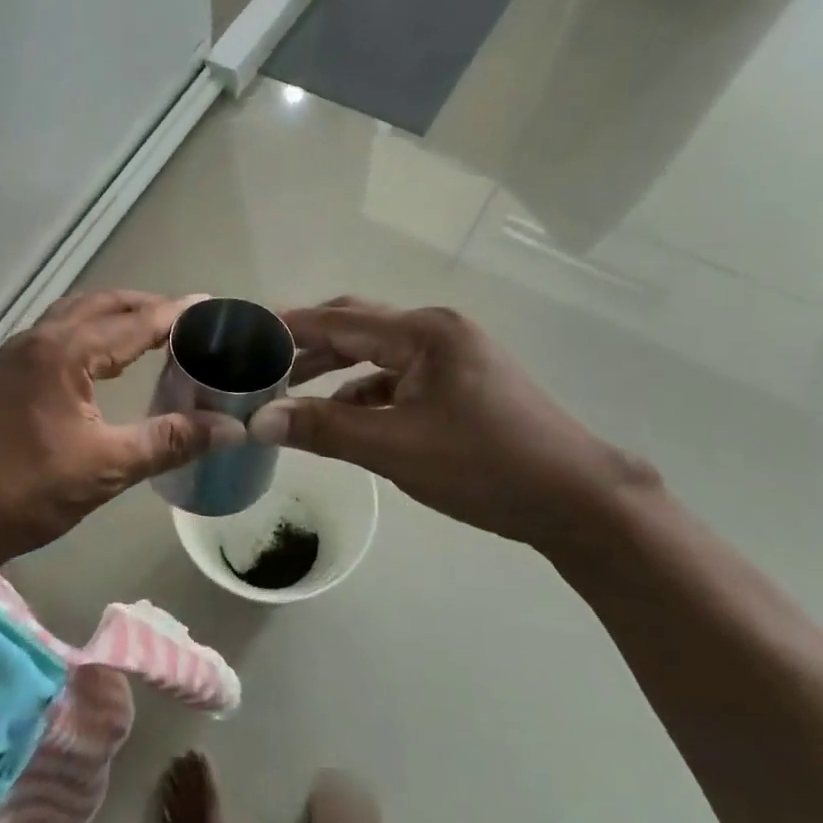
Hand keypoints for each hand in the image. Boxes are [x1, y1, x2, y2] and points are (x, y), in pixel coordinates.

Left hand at [0, 290, 245, 576]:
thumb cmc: (28, 492)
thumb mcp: (106, 467)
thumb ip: (169, 441)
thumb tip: (231, 428)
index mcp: (63, 353)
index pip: (133, 323)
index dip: (175, 315)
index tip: (212, 306)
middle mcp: (38, 339)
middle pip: (102, 305)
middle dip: (146, 307)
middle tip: (187, 320)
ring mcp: (16, 354)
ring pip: (75, 314)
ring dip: (114, 314)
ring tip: (152, 330)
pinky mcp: (6, 372)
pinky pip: (57, 332)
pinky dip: (89, 330)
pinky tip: (104, 356)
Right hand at [247, 298, 653, 549]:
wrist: (579, 502)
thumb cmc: (485, 466)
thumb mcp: (395, 448)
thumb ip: (324, 428)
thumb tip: (260, 420)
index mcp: (423, 333)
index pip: (338, 320)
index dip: (288, 326)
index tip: (242, 332)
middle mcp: (436, 331)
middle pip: (356, 327)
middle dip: (307, 344)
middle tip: (260, 361)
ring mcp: (452, 356)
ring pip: (376, 353)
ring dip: (334, 369)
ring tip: (289, 389)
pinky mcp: (460, 383)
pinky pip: (398, 376)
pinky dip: (365, 391)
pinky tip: (343, 415)